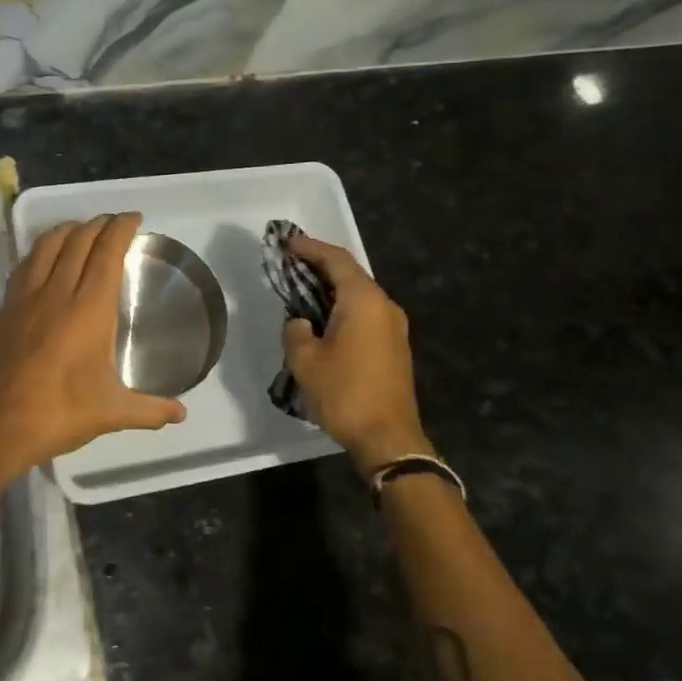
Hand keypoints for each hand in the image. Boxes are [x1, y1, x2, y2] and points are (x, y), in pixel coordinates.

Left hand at [0, 213, 186, 465]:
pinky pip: (25, 264)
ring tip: (81, 229)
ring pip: (47, 246)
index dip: (120, 229)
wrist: (0, 425)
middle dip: (98, 224)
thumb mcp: (113, 412)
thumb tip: (182, 414)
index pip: (106, 253)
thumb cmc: (62, 413)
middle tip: (113, 223)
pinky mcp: (6, 308)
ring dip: (68, 230)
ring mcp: (27, 298)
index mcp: (89, 309)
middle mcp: (57, 292)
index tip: (133, 218)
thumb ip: (151, 409)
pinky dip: (40, 250)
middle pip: (78, 241)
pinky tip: (45, 257)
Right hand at [281, 236, 434, 476]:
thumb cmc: (345, 393)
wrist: (388, 438)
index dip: (310, 248)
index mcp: (364, 301)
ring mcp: (393, 326)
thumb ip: (296, 331)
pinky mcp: (394, 346)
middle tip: (291, 261)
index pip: (336, 260)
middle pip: (350, 273)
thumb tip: (301, 322)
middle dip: (320, 264)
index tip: (287, 242)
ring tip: (302, 286)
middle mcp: (384, 306)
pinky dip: (342, 306)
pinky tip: (323, 316)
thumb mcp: (305, 360)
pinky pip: (365, 312)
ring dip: (331, 287)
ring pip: (359, 294)